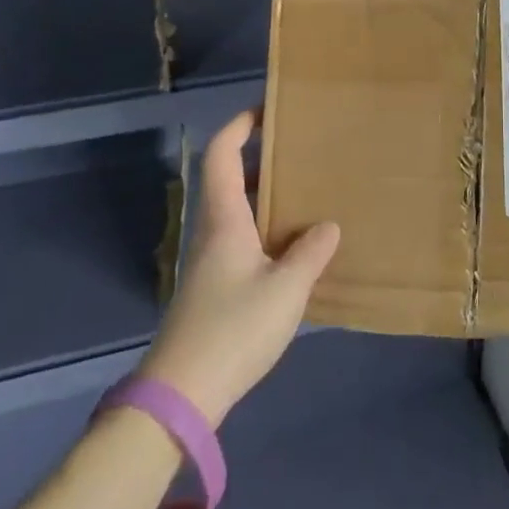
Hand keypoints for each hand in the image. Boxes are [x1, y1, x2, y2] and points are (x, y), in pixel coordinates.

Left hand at [136, 111, 339, 425]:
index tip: (267, 111)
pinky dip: (265, 230)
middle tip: (301, 154)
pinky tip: (293, 250)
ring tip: (305, 196)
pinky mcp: (214, 289)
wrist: (181, 397)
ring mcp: (211, 263)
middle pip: (228, 179)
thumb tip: (327, 226)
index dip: (239, 126)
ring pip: (237, 212)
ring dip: (265, 197)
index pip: (221, 155)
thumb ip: (310, 253)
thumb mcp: (285, 290)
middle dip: (261, 160)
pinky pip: (241, 241)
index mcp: (224, 219)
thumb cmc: (233, 329)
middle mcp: (213, 232)